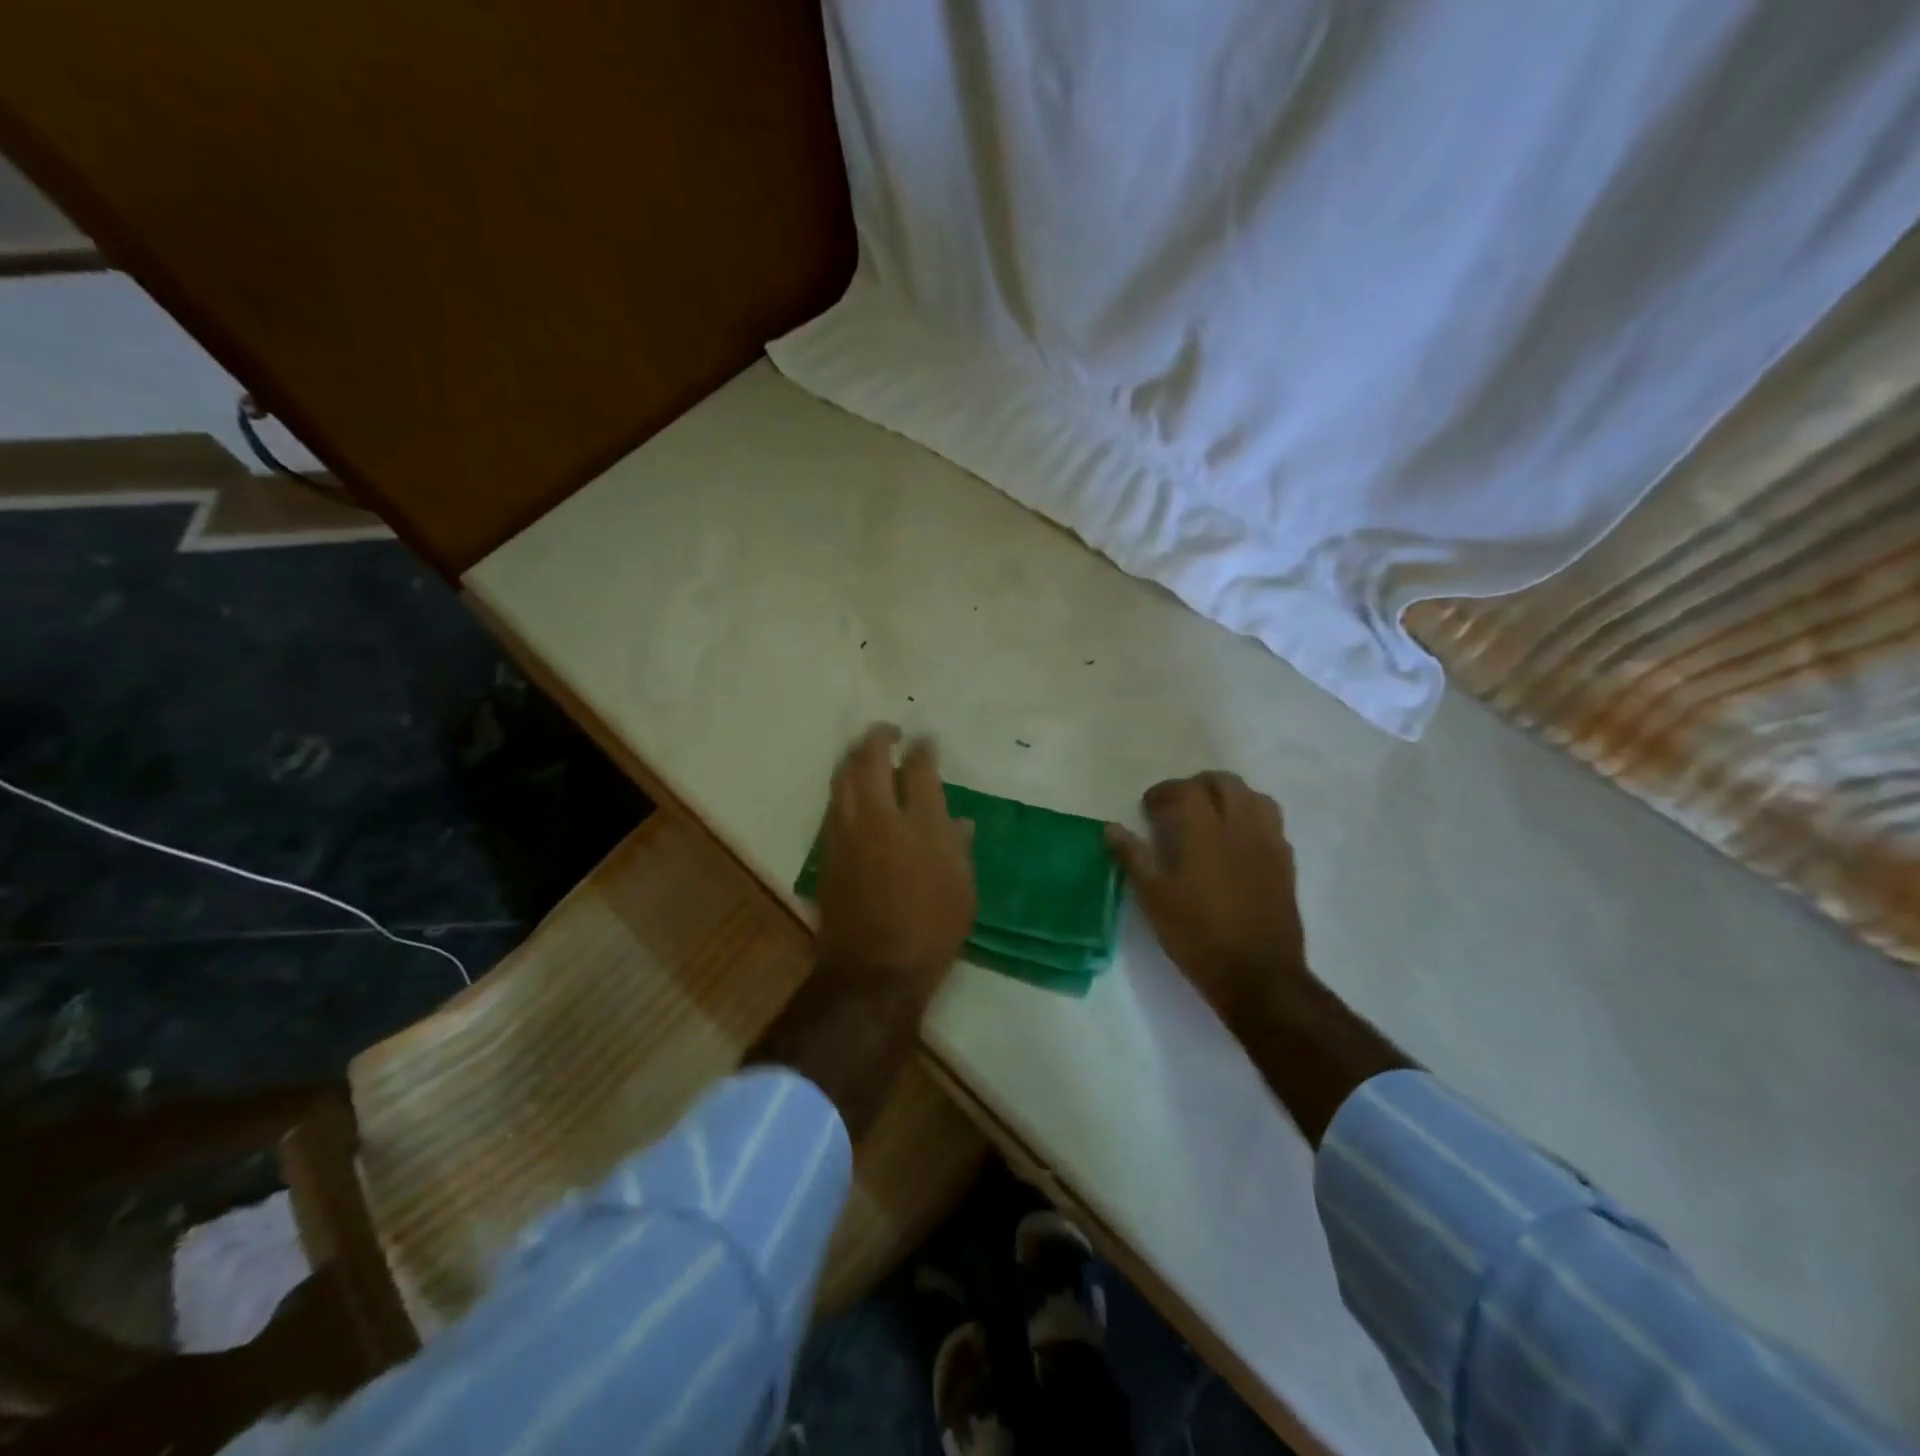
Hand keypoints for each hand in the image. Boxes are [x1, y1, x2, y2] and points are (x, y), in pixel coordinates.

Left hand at [817, 724, 976, 984]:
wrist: (875, 969)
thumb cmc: (932, 930)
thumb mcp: (962, 889)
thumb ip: (958, 846)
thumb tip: (957, 820)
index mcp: (921, 825)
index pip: (919, 769)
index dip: (923, 749)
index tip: (925, 741)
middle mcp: (880, 818)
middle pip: (870, 761)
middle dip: (878, 738)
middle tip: (888, 731)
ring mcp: (847, 832)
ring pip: (843, 778)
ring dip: (854, 758)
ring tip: (865, 752)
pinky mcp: (828, 851)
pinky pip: (833, 804)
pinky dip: (843, 787)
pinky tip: (851, 791)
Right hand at [1106, 772, 1308, 1027]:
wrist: (1258, 975)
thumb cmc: (1197, 935)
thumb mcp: (1154, 898)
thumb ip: (1133, 857)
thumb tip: (1111, 828)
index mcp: (1205, 831)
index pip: (1187, 790)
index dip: (1165, 791)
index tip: (1149, 807)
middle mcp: (1241, 827)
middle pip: (1226, 783)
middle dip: (1200, 786)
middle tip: (1179, 806)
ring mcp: (1269, 844)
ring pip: (1255, 798)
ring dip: (1231, 797)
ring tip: (1212, 817)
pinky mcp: (1286, 864)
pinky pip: (1272, 824)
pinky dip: (1252, 820)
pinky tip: (1238, 844)